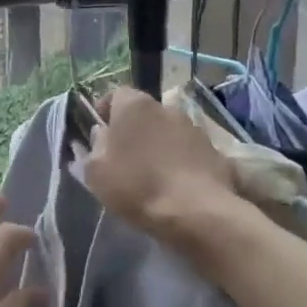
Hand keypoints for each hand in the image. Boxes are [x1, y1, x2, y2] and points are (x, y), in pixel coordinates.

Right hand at [85, 87, 237, 238]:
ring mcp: (194, 128)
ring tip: (151, 173)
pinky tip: (175, 185)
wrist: (196, 212)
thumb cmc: (137, 186)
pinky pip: (188, 150)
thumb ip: (92, 147)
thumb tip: (100, 134)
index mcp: (134, 106)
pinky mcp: (214, 150)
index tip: (100, 132)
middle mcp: (165, 108)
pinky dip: (180, 160)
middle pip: (143, 113)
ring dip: (158, 144)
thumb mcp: (95, 172)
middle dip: (133, 129)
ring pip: (167, 130)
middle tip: (123, 156)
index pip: (116, 94)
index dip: (105, 111)